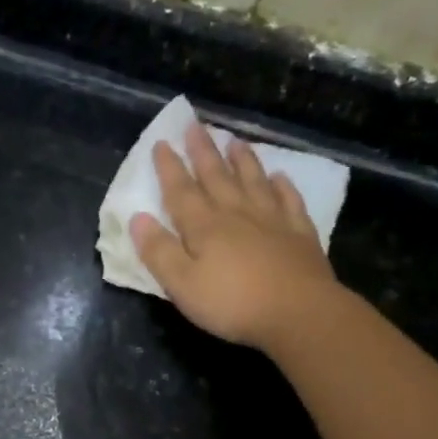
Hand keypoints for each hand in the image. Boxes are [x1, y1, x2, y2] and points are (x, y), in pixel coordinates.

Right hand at [129, 122, 340, 349]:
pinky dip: (283, 185)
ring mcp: (272, 220)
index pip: (181, 191)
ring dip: (242, 160)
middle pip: (217, 176)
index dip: (169, 167)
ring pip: (253, 180)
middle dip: (203, 151)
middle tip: (195, 125)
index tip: (161, 143)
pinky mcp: (300, 233)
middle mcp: (237, 213)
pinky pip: (289, 200)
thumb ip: (159, 252)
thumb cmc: (233, 303)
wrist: (298, 312)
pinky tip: (279, 176)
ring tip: (234, 141)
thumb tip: (137, 219)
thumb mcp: (182, 285)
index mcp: (204, 226)